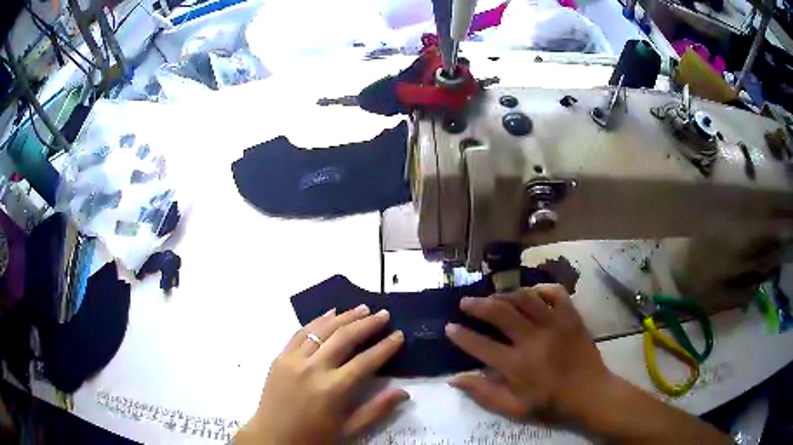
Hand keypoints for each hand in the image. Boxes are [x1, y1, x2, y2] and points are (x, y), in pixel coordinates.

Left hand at [235, 306, 407, 444]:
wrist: (272, 438)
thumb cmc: (314, 437)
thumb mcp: (349, 430)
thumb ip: (377, 410)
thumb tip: (404, 392)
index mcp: (333, 389)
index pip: (366, 361)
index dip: (385, 347)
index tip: (399, 334)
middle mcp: (313, 369)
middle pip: (345, 338)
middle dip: (367, 324)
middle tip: (384, 314)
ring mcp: (293, 360)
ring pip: (322, 330)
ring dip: (344, 317)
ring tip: (362, 308)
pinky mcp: (280, 357)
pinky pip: (300, 333)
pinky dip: (317, 320)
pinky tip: (330, 313)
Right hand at [445, 284, 613, 426]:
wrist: (591, 394)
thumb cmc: (552, 405)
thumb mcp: (515, 409)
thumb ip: (485, 394)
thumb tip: (455, 378)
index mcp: (518, 366)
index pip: (481, 346)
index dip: (461, 335)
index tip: (449, 327)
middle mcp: (534, 340)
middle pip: (501, 313)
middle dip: (478, 305)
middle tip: (464, 302)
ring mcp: (555, 325)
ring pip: (525, 299)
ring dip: (504, 295)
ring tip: (493, 297)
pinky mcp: (571, 317)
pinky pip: (555, 293)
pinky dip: (540, 289)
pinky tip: (531, 293)